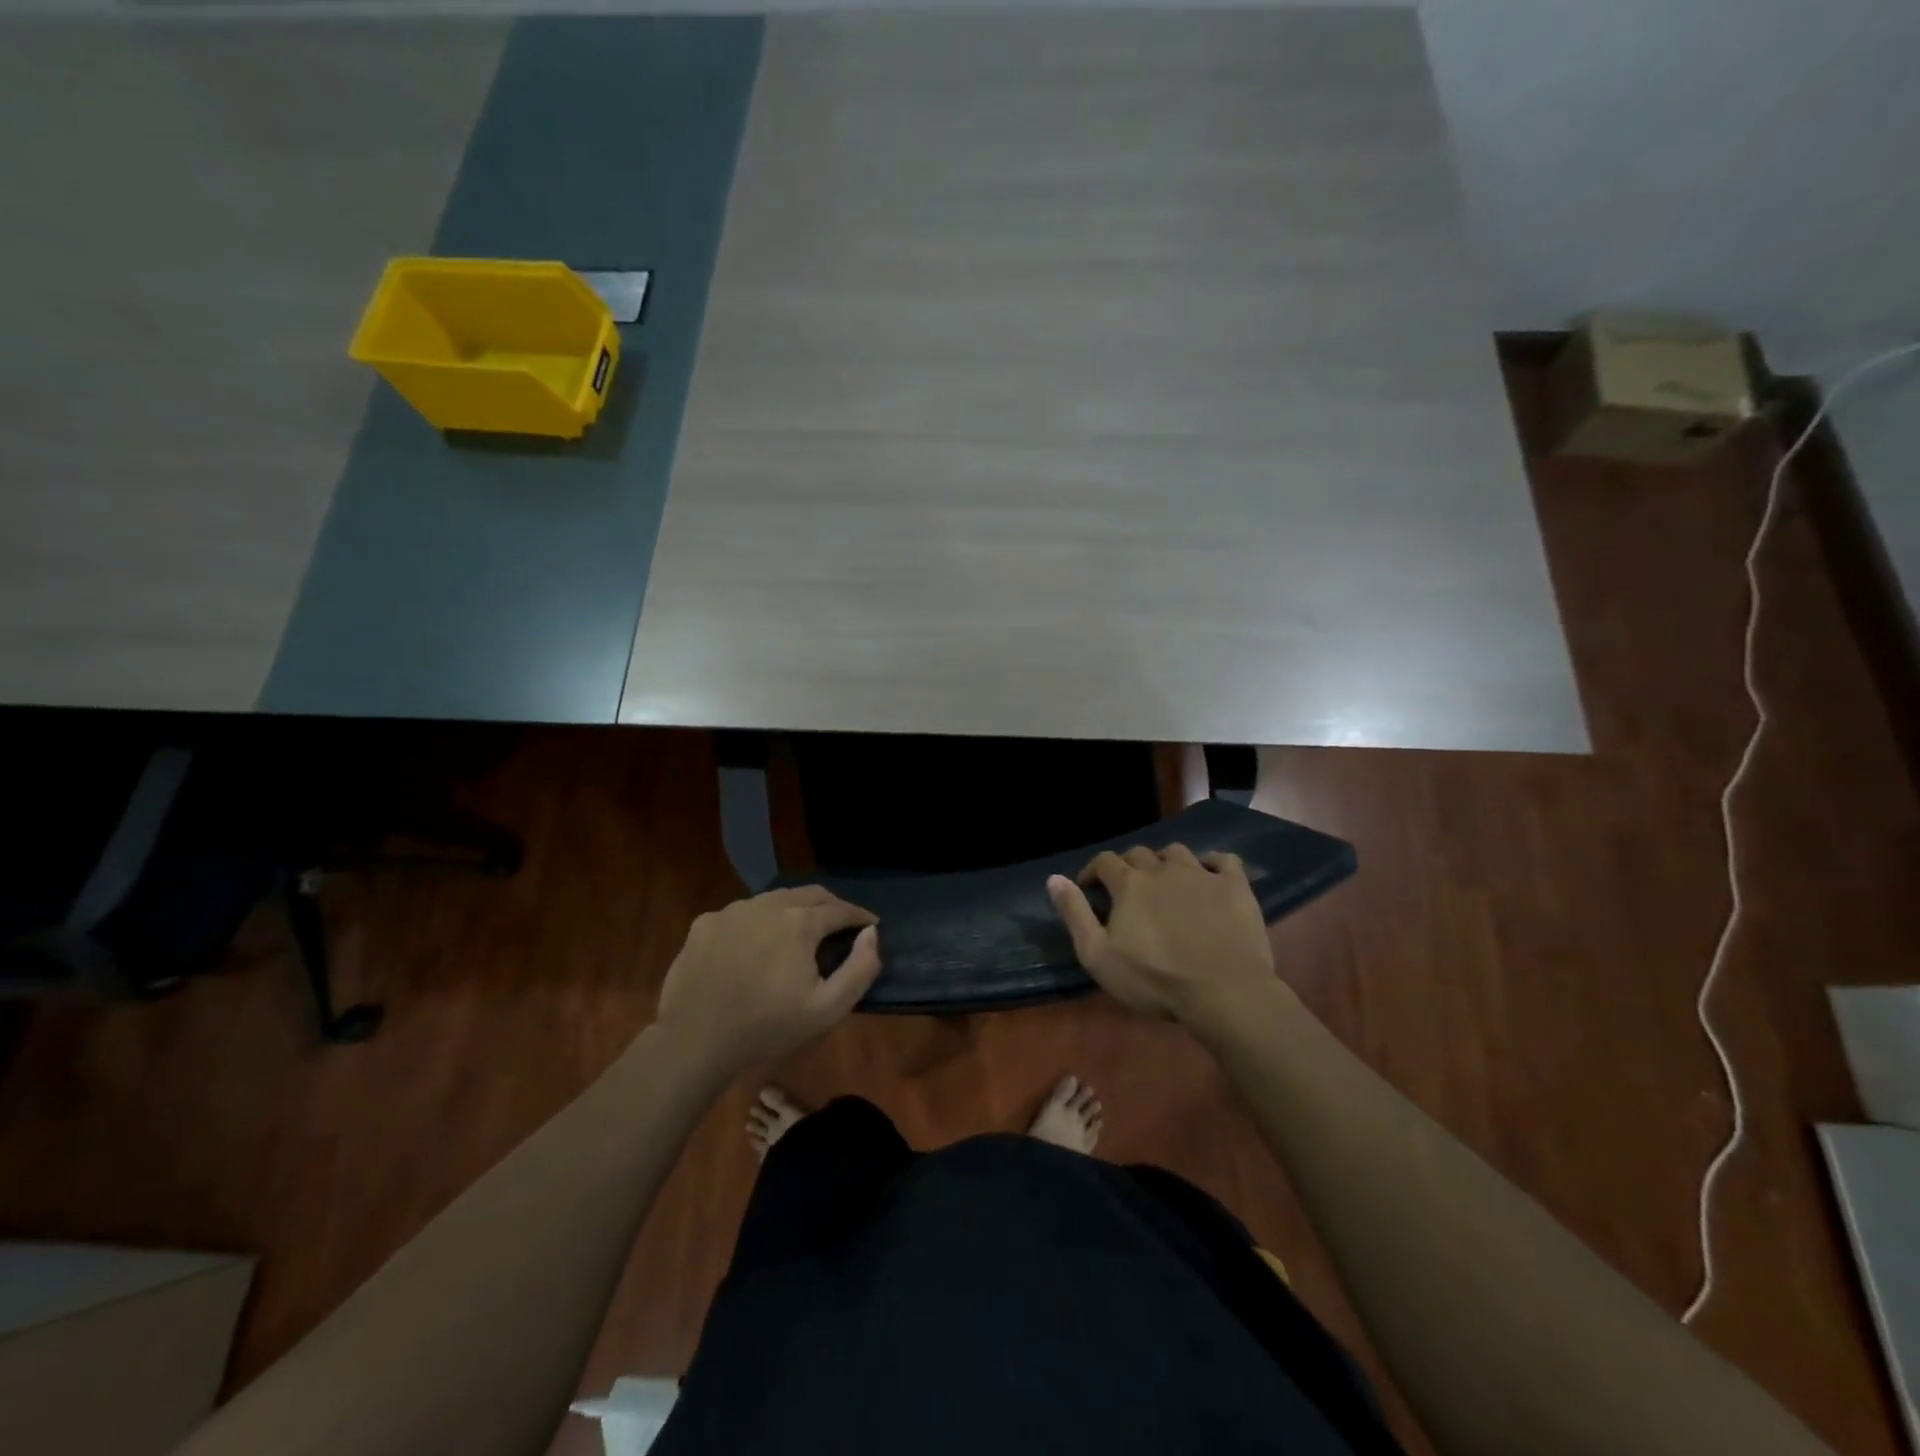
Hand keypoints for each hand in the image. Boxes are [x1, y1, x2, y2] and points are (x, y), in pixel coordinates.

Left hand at [657, 887, 880, 1075]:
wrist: (694, 1040)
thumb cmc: (767, 1027)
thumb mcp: (827, 1009)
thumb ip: (860, 968)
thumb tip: (871, 933)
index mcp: (800, 922)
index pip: (840, 908)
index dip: (859, 916)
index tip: (871, 924)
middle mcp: (768, 904)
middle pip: (809, 894)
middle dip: (831, 905)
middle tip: (841, 923)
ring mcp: (733, 910)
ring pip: (774, 899)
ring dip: (794, 909)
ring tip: (800, 930)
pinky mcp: (705, 922)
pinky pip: (742, 913)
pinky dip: (759, 921)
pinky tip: (756, 944)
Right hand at [1047, 845, 1277, 1029]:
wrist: (1224, 992)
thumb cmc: (1154, 979)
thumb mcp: (1099, 955)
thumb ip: (1074, 914)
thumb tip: (1054, 878)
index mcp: (1129, 884)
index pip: (1103, 861)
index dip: (1093, 872)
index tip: (1090, 889)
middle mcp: (1162, 869)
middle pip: (1139, 854)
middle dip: (1128, 867)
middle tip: (1128, 892)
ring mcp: (1202, 874)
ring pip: (1177, 852)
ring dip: (1165, 863)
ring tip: (1166, 884)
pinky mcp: (1235, 887)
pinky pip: (1223, 861)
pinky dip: (1212, 864)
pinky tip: (1210, 878)